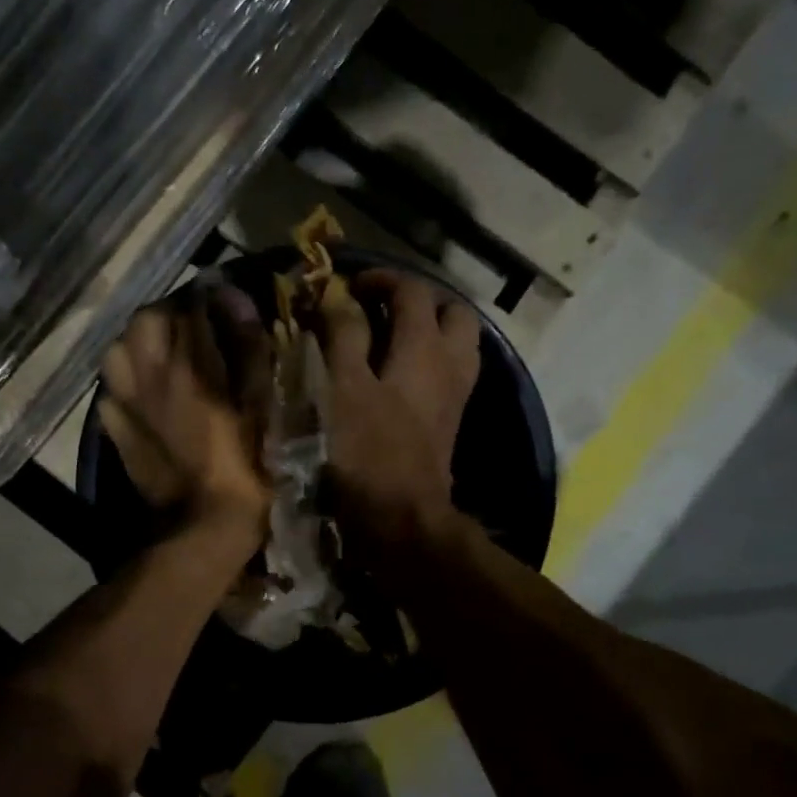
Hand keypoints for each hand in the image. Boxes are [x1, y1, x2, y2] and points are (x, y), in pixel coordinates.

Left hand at [99, 285, 271, 549]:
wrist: (203, 525)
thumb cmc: (246, 465)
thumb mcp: (261, 405)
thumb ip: (248, 348)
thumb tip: (232, 298)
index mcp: (190, 365)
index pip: (192, 306)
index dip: (210, 296)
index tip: (224, 300)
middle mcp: (149, 375)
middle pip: (146, 320)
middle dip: (170, 314)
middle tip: (193, 326)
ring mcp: (126, 403)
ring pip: (118, 350)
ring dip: (139, 343)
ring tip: (162, 355)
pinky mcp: (115, 430)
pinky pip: (110, 390)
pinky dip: (125, 381)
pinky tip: (144, 394)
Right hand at [315, 269, 479, 560]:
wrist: (402, 518)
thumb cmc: (367, 452)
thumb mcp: (343, 389)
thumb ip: (343, 337)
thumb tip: (339, 297)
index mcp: (424, 348)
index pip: (412, 290)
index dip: (380, 278)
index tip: (348, 286)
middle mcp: (450, 364)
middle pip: (452, 311)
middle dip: (418, 299)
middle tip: (379, 308)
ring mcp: (456, 394)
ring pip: (458, 342)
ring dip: (428, 329)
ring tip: (388, 337)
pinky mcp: (450, 420)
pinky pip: (450, 371)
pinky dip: (429, 358)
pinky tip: (396, 373)